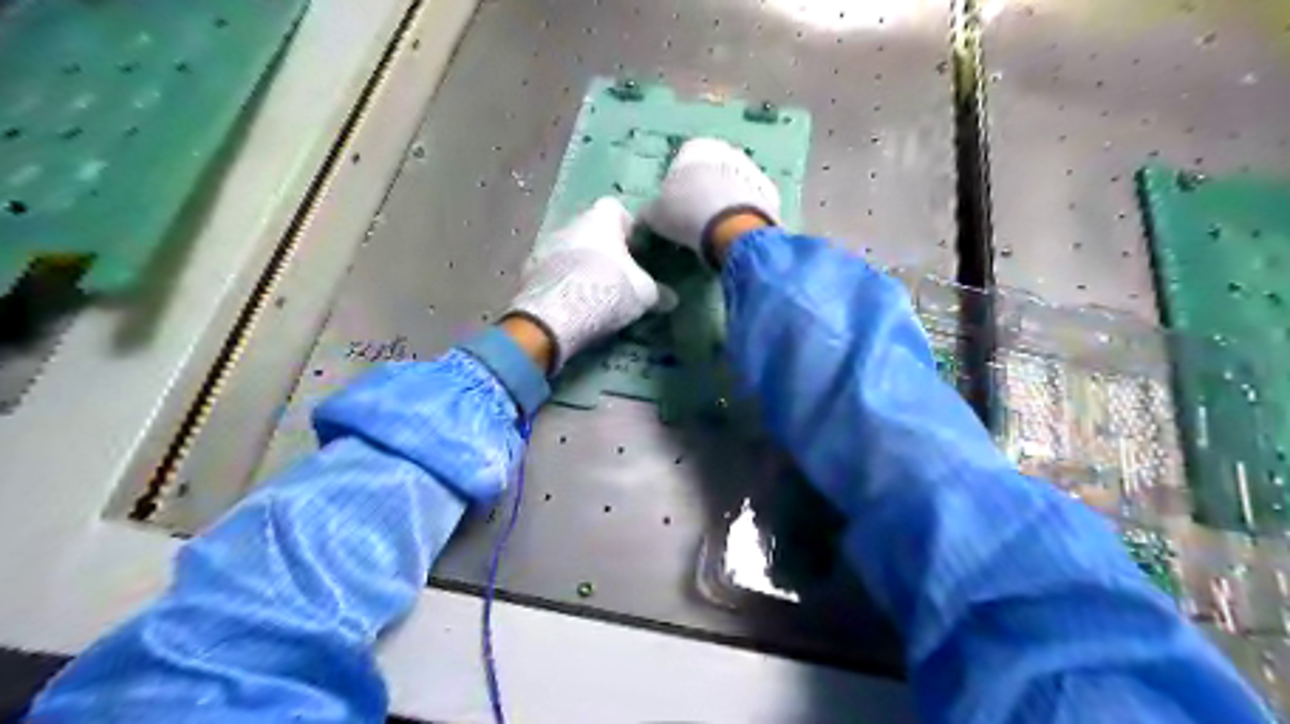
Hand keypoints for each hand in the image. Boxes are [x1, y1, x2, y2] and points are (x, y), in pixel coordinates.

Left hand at [504, 198, 658, 373]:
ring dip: (581, 264)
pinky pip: (552, 270)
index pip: (617, 209)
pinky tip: (573, 303)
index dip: (629, 229)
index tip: (638, 253)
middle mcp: (569, 222)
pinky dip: (563, 281)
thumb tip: (672, 299)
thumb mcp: (645, 295)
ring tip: (595, 292)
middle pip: (591, 229)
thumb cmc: (607, 291)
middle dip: (605, 248)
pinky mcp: (527, 271)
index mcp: (600, 218)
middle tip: (620, 274)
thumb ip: (660, 292)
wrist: (553, 318)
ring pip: (570, 249)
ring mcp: (544, 245)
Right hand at [639, 135, 779, 265]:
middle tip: (695, 218)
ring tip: (715, 228)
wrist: (731, 227)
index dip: (677, 185)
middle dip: (704, 191)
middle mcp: (725, 151)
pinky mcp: (768, 193)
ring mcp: (750, 169)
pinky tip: (733, 232)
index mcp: (694, 149)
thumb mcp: (655, 216)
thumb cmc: (685, 214)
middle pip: (710, 172)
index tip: (674, 207)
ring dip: (724, 201)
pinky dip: (741, 214)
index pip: (682, 160)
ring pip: (731, 185)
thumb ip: (649, 213)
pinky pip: (749, 203)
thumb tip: (643, 217)